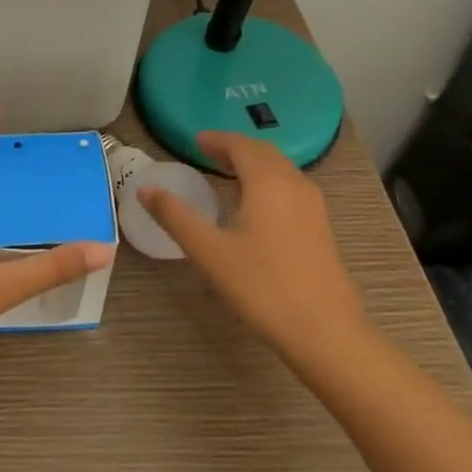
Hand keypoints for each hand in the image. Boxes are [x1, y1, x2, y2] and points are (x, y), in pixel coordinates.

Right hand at [137, 131, 376, 375]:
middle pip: (264, 153)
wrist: (325, 331)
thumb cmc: (262, 286)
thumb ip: (175, 216)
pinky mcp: (321, 229)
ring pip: (281, 171)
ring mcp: (314, 208)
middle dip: (235, 149)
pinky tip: (254, 206)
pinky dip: (268, 183)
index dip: (217, 140)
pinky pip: (290, 189)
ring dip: (253, 165)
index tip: (195, 140)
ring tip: (226, 175)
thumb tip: (145, 189)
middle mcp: (295, 185)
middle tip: (207, 153)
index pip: (241, 146)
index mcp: (268, 182)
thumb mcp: (209, 251)